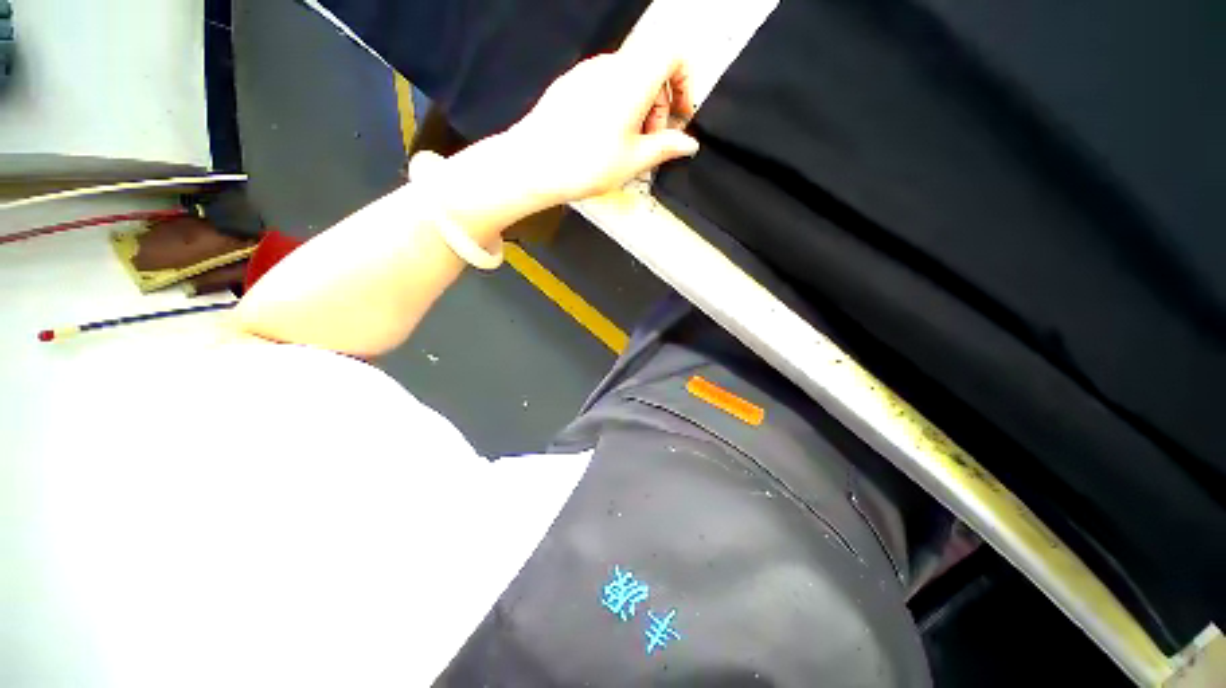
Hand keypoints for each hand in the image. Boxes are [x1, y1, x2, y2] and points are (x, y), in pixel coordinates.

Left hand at [502, 46, 699, 203]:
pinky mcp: (571, 84)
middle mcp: (610, 67)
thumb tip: (687, 144)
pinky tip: (606, 139)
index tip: (681, 113)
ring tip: (628, 145)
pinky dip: (617, 106)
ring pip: (628, 78)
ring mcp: (587, 73)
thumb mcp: (634, 161)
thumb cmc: (584, 163)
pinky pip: (605, 86)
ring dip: (639, 108)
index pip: (673, 53)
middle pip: (650, 68)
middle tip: (652, 141)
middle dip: (660, 104)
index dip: (685, 81)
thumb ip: (666, 148)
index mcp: (632, 79)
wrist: (535, 164)